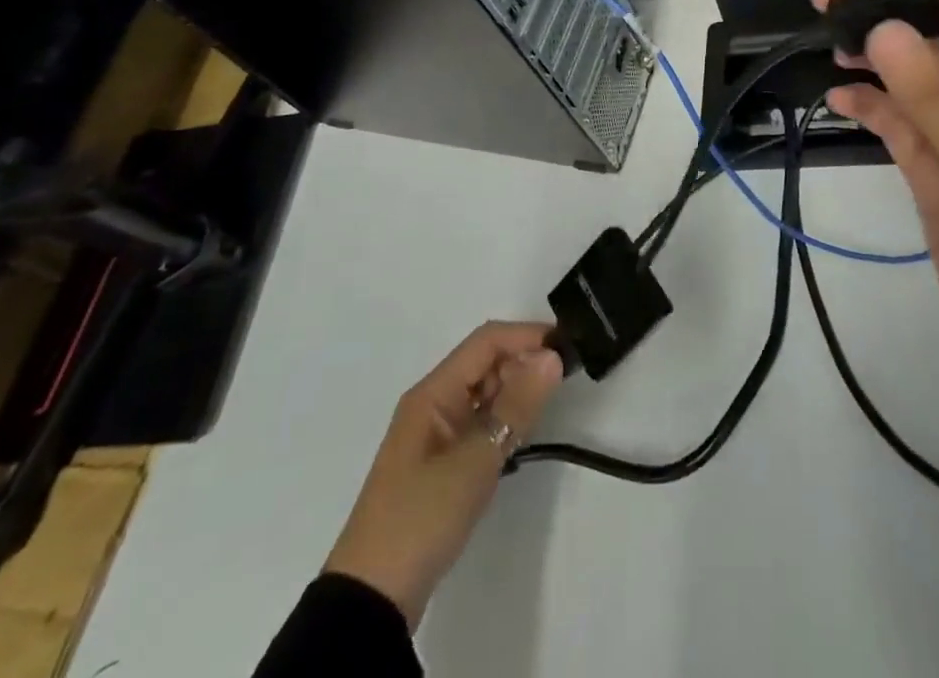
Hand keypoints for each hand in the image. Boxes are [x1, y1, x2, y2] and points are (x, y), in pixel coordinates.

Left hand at [325, 321, 564, 627]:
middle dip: (524, 362)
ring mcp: (437, 435)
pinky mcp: (443, 464)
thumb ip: (516, 407)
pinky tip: (523, 435)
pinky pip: (481, 423)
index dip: (527, 336)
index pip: (486, 342)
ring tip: (549, 405)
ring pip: (486, 393)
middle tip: (565, 380)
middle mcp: (434, 403)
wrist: (372, 601)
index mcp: (433, 393)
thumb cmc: (420, 518)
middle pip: (486, 363)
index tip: (566, 346)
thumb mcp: (474, 460)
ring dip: (516, 392)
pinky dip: (505, 421)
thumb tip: (551, 356)